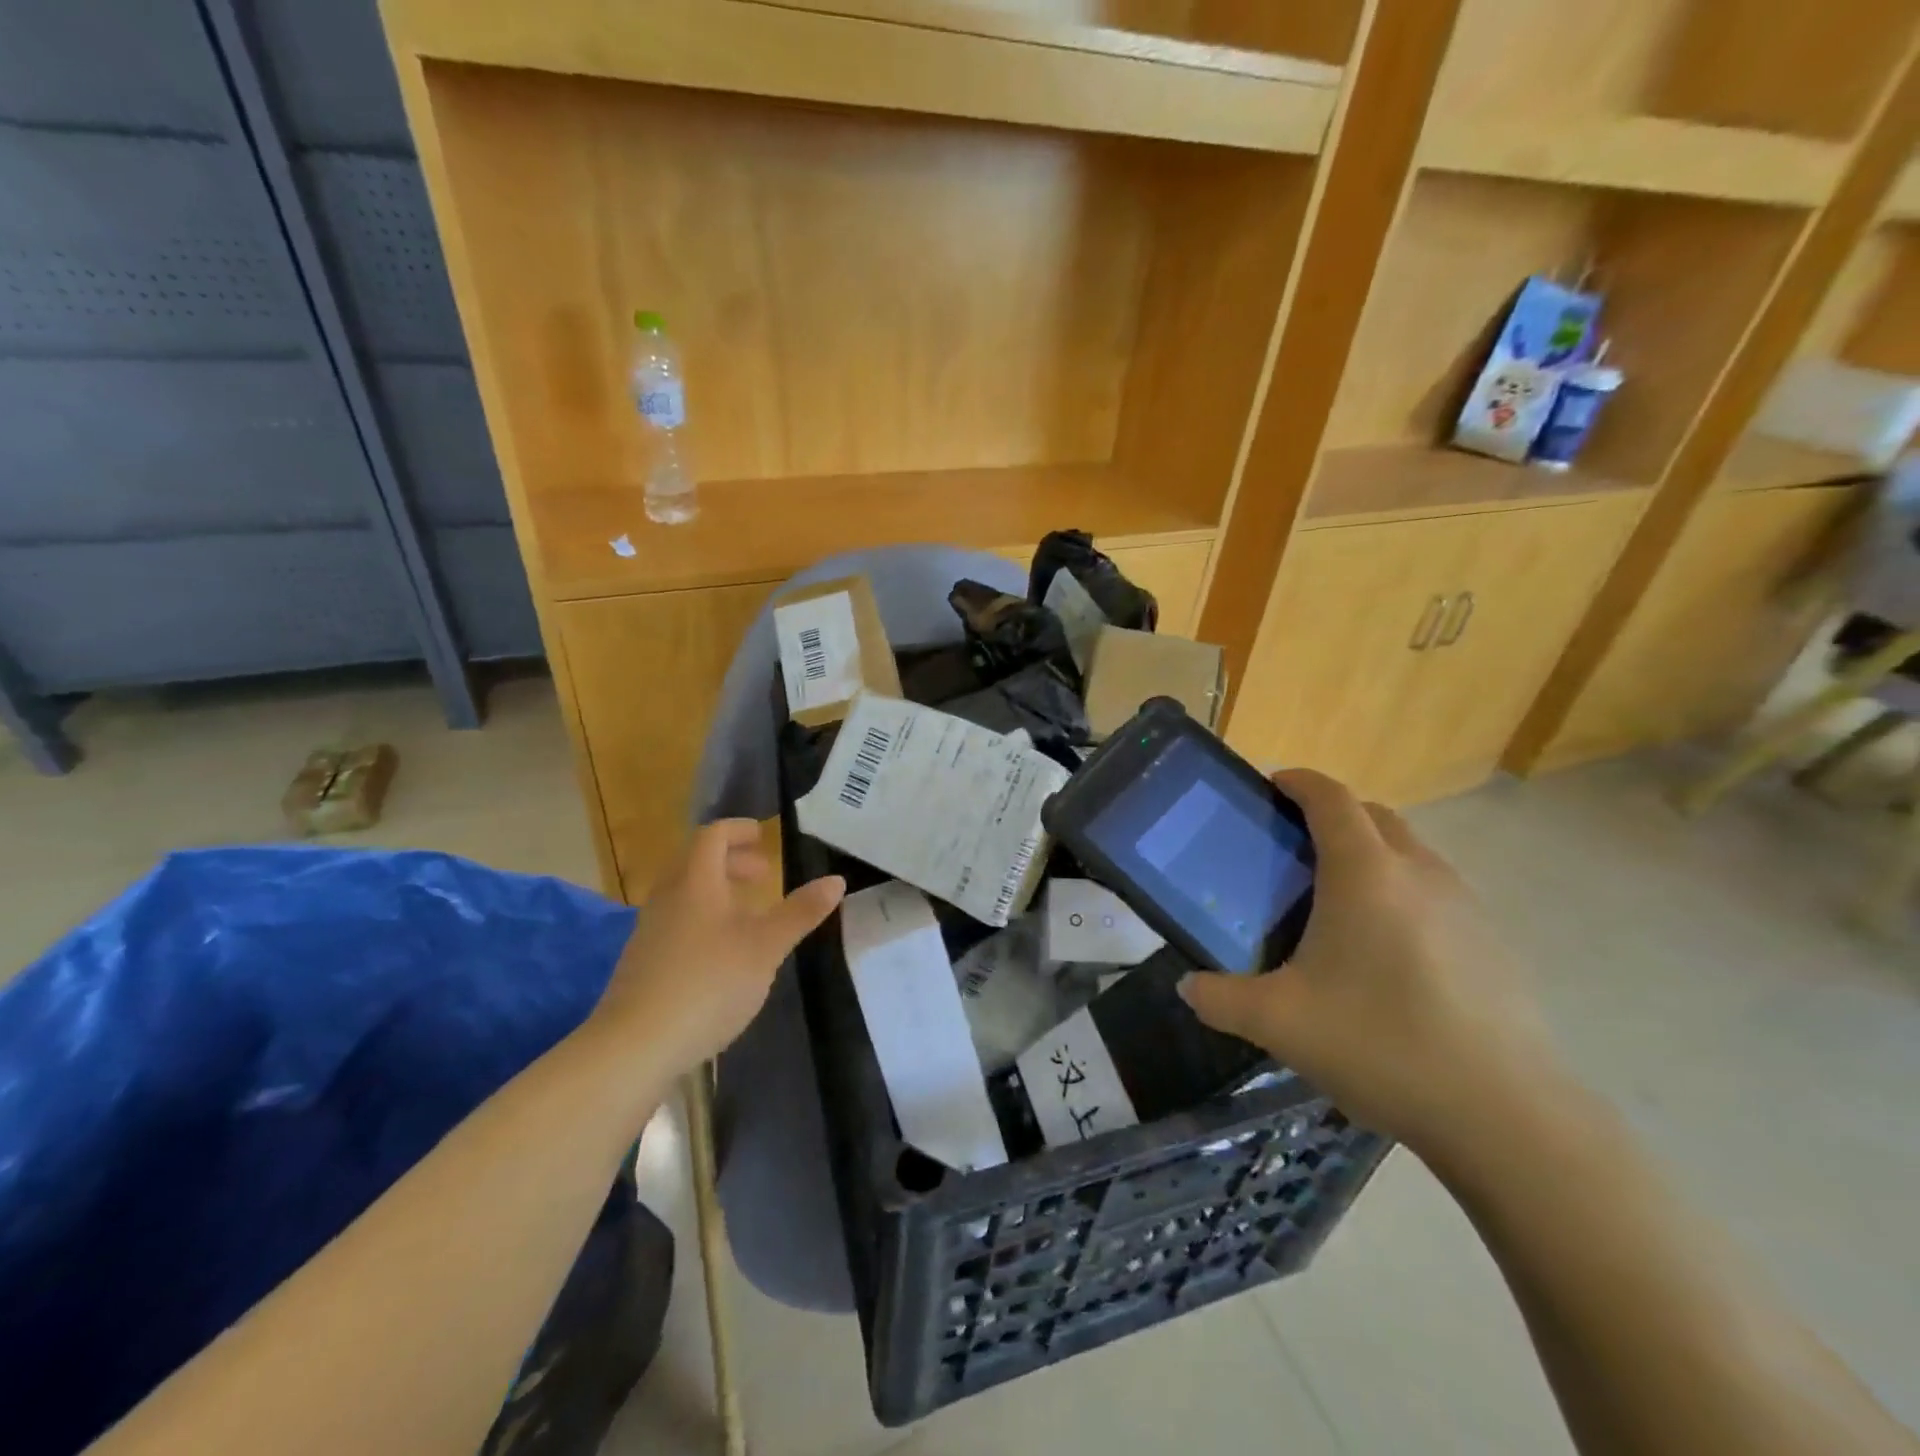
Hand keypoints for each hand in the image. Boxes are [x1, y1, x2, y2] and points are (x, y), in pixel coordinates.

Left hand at [589, 819, 843, 1077]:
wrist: (635, 1047)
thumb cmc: (708, 984)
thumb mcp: (766, 947)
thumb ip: (800, 912)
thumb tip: (836, 880)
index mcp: (695, 882)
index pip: (712, 836)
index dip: (738, 830)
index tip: (763, 836)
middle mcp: (667, 898)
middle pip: (696, 862)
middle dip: (732, 861)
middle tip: (763, 875)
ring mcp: (649, 931)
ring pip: (685, 894)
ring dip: (717, 892)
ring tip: (748, 915)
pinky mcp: (642, 963)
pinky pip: (676, 922)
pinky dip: (703, 920)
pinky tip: (722, 954)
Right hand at [1178, 769, 1564, 1157]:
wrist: (1504, 1113)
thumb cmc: (1380, 1044)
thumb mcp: (1278, 1023)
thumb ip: (1220, 999)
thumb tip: (1188, 988)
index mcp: (1364, 873)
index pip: (1331, 798)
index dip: (1300, 781)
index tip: (1272, 785)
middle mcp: (1418, 872)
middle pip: (1374, 815)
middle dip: (1333, 814)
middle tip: (1295, 846)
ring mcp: (1465, 905)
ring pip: (1410, 852)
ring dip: (1373, 852)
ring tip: (1339, 900)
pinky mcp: (1493, 941)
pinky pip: (1437, 890)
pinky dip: (1404, 891)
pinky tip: (1388, 952)